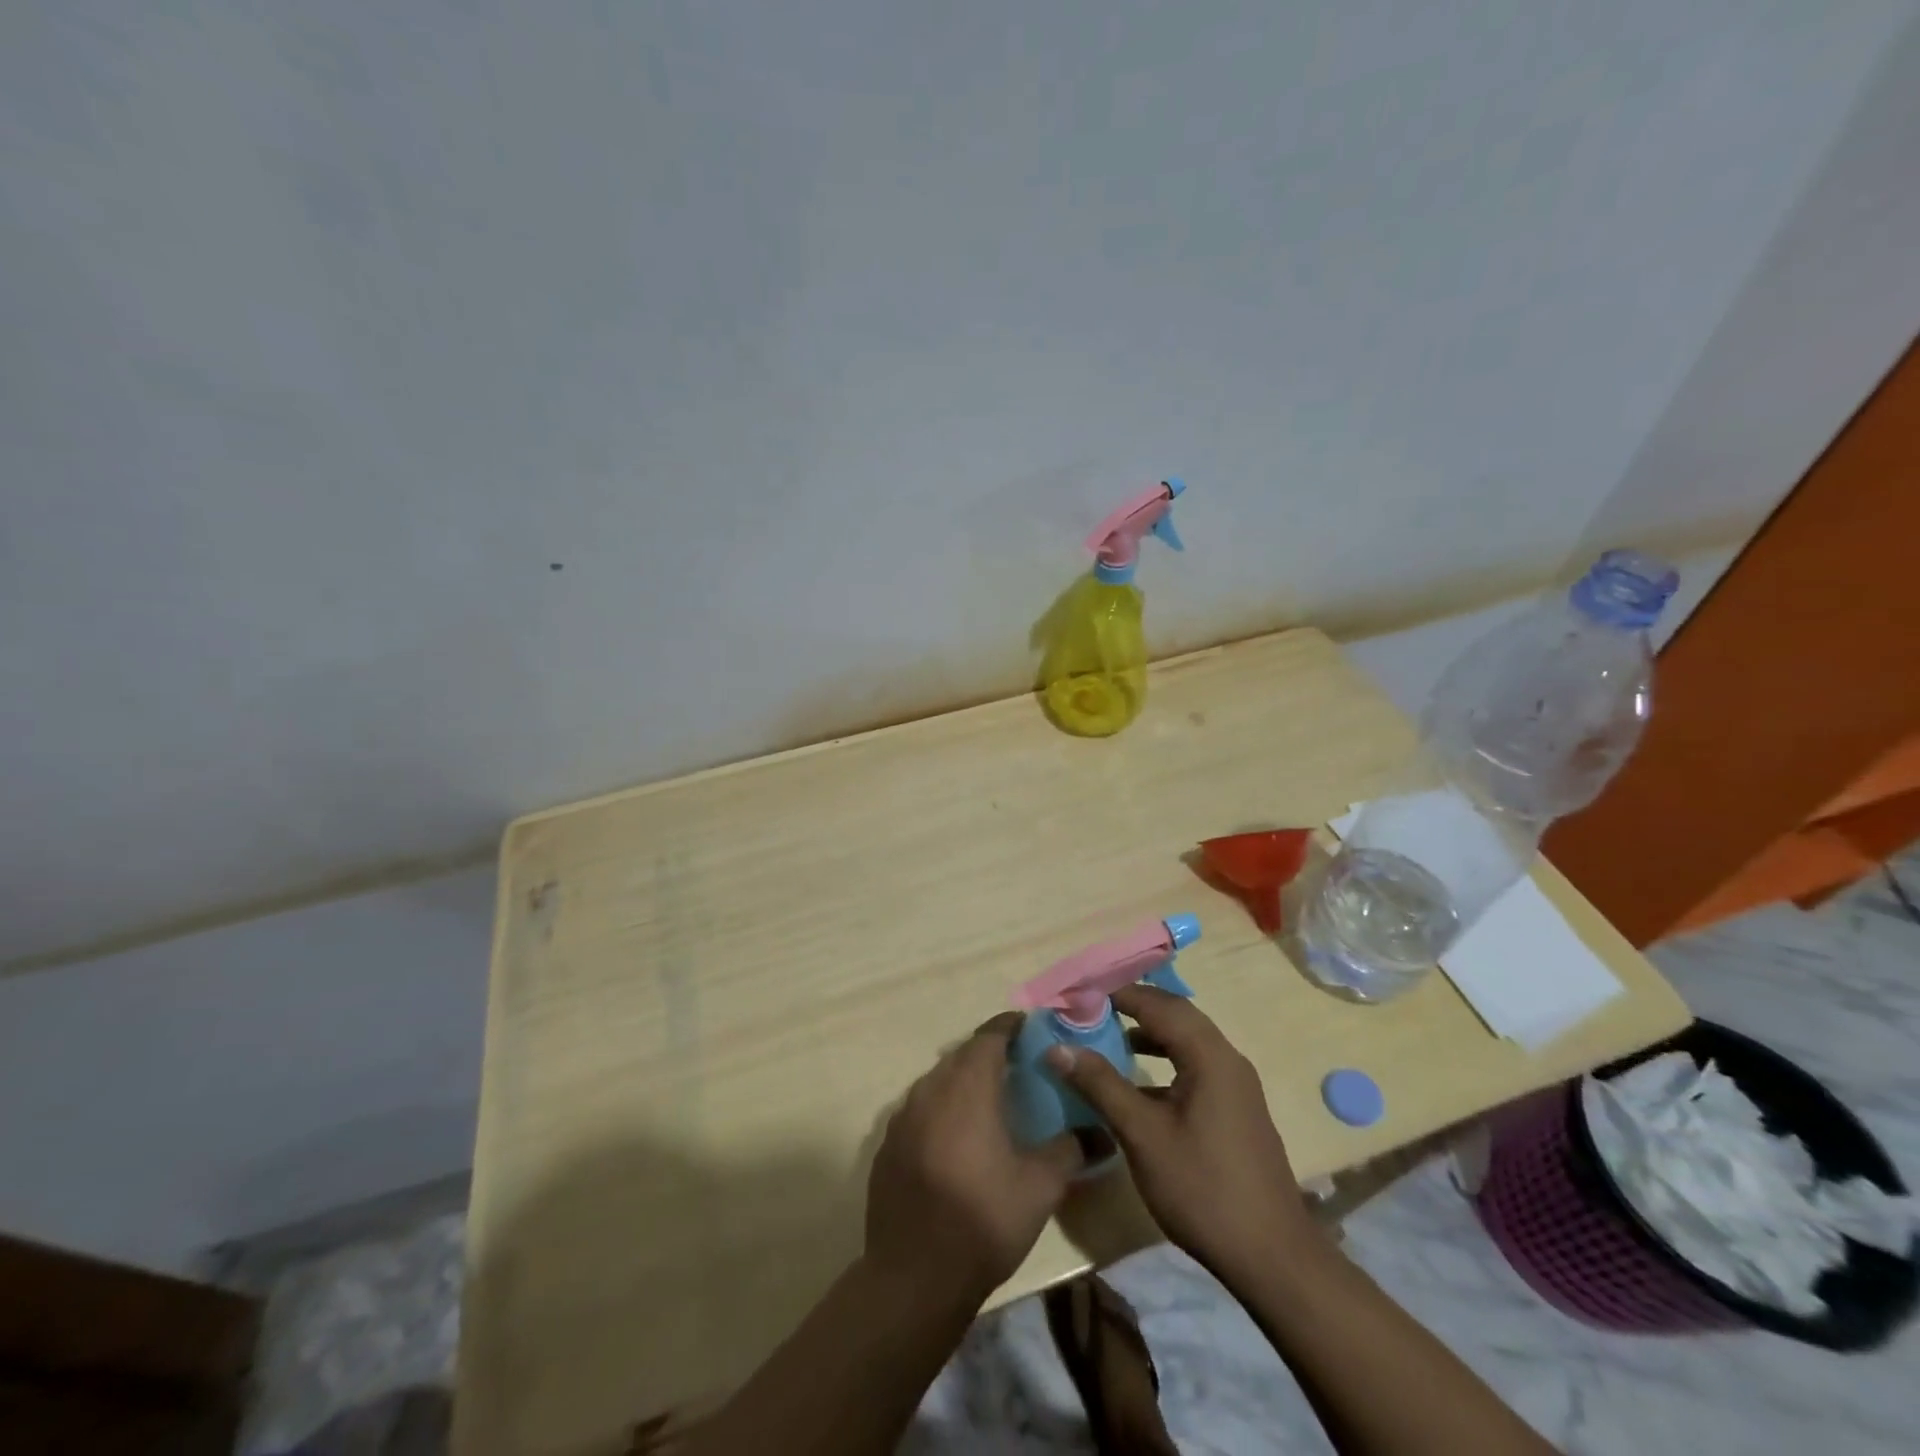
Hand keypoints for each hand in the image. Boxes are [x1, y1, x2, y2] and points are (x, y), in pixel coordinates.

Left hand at [865, 1013, 1084, 1304]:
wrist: (914, 1276)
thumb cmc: (983, 1220)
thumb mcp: (1040, 1187)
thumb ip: (1070, 1150)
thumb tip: (1101, 1134)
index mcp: (967, 1087)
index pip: (989, 1036)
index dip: (1009, 1027)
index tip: (1029, 1028)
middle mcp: (931, 1090)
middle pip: (961, 1055)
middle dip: (988, 1053)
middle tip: (1016, 1066)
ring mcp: (903, 1117)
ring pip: (937, 1081)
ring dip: (962, 1081)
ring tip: (988, 1102)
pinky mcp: (887, 1145)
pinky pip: (919, 1110)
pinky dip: (940, 1110)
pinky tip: (955, 1140)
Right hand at [1045, 986, 1315, 1283]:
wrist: (1272, 1258)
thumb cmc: (1202, 1188)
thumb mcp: (1142, 1135)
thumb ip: (1101, 1085)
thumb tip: (1058, 1048)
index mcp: (1209, 1055)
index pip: (1158, 1004)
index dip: (1118, 993)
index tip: (1079, 992)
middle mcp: (1227, 1059)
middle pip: (1176, 1014)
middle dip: (1133, 1006)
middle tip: (1090, 1008)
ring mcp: (1236, 1085)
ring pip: (1187, 1039)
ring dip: (1150, 1032)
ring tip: (1109, 1037)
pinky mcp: (1236, 1108)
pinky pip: (1195, 1064)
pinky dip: (1165, 1058)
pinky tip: (1140, 1083)